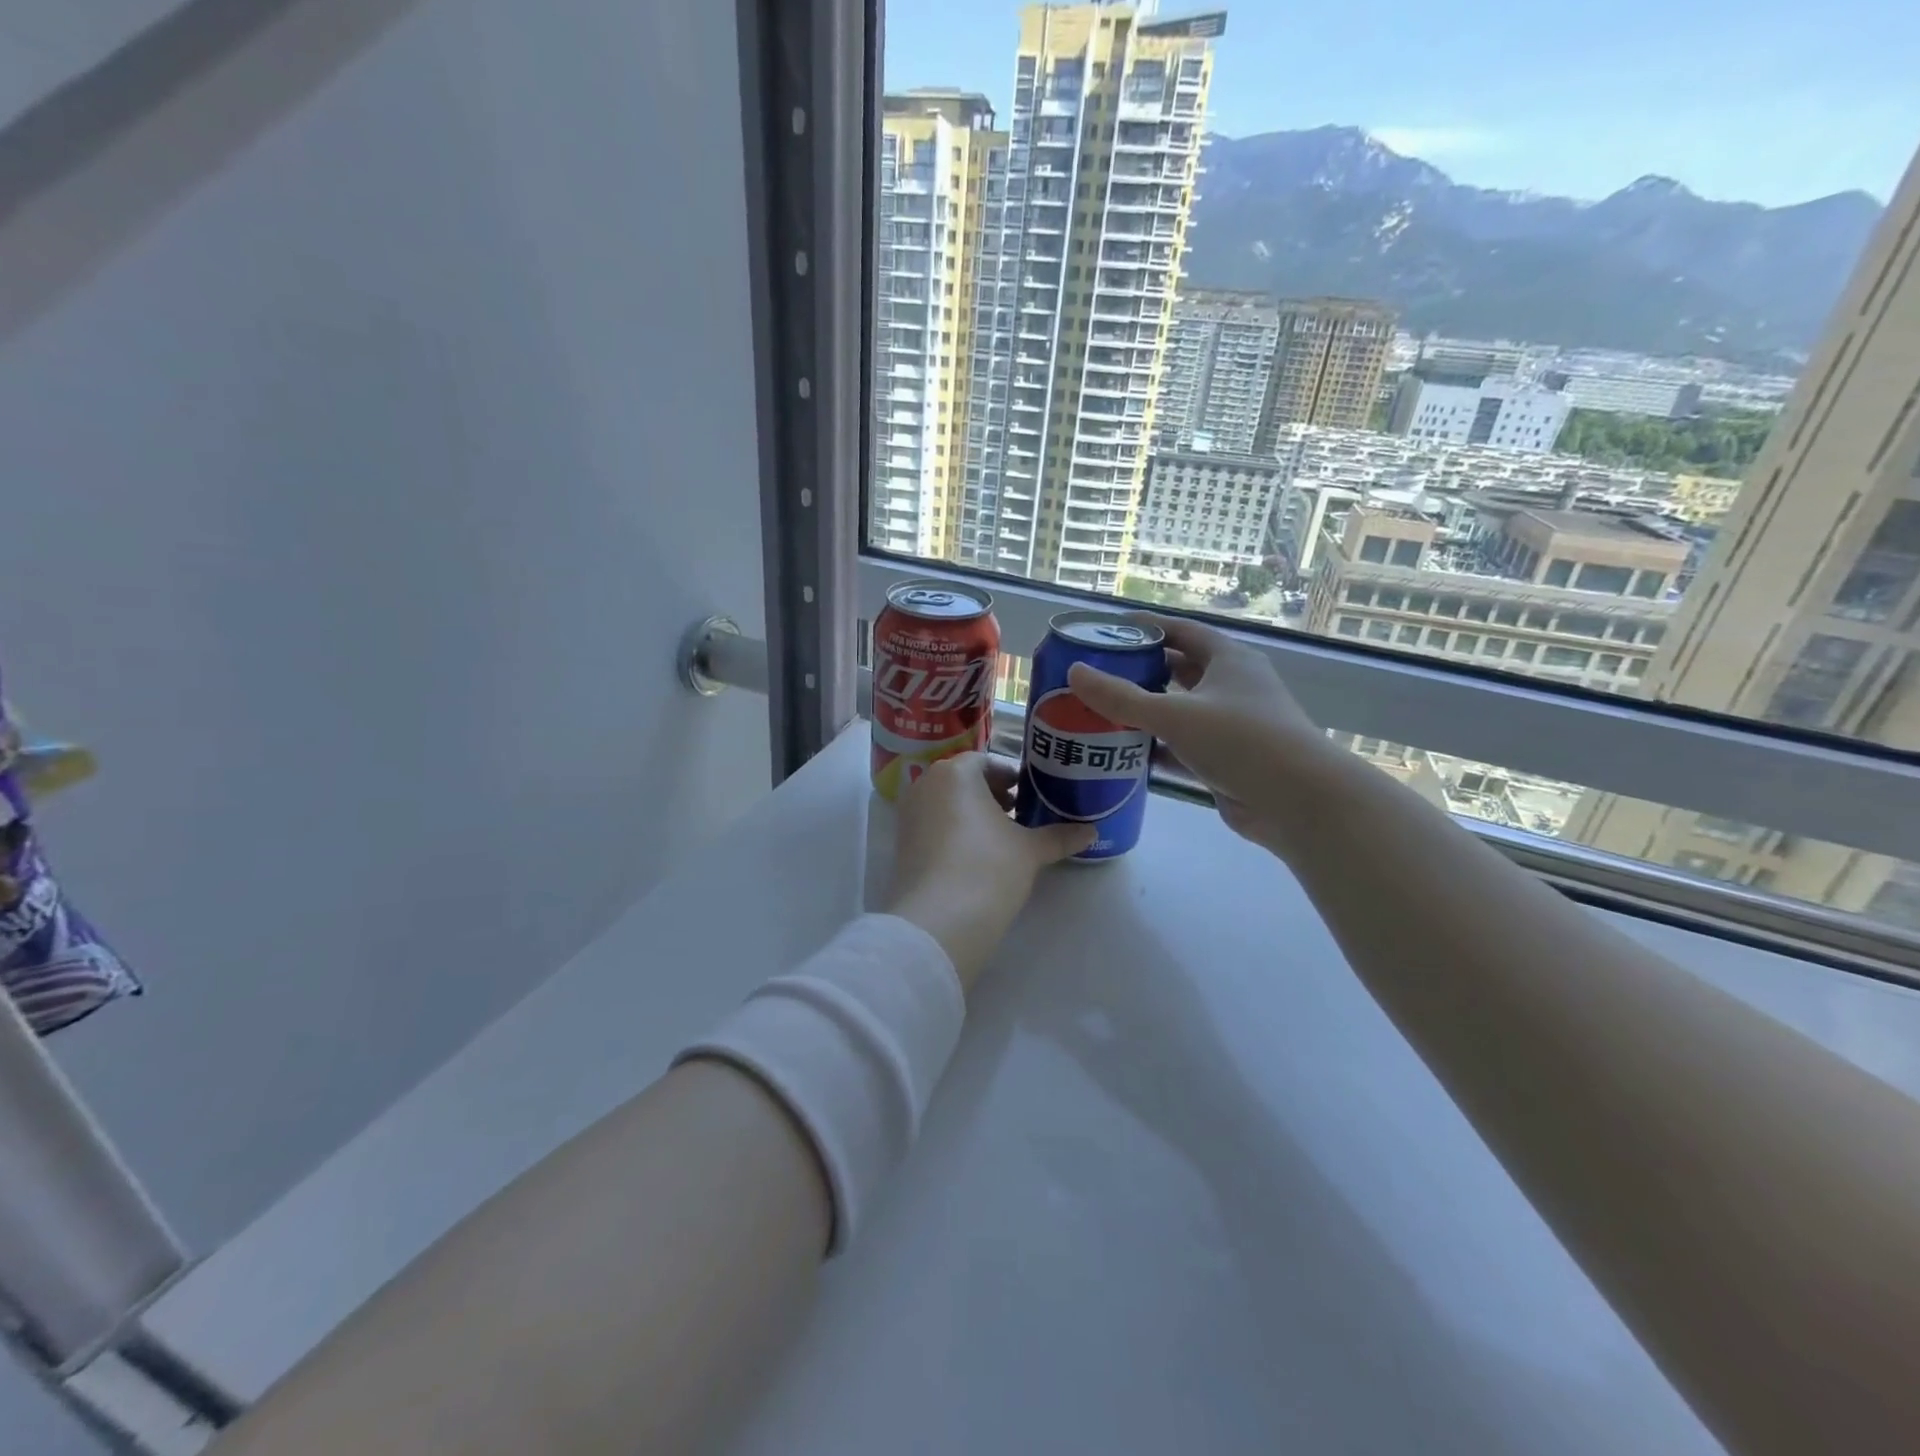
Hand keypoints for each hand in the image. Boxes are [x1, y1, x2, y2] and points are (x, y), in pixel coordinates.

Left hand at [883, 752, 1093, 991]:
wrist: (938, 921)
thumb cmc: (988, 868)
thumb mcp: (1030, 850)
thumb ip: (1059, 836)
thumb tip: (1092, 831)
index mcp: (955, 773)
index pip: (986, 761)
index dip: (1011, 776)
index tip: (1030, 793)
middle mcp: (925, 785)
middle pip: (964, 780)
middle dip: (992, 794)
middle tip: (1020, 813)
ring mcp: (909, 814)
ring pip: (947, 803)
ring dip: (973, 813)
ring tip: (1003, 836)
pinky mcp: (902, 844)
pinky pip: (933, 825)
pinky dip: (954, 831)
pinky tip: (977, 855)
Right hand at [1067, 615, 1325, 847]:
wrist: (1298, 801)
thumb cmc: (1240, 741)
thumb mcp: (1175, 714)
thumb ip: (1121, 697)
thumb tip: (1074, 672)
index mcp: (1229, 660)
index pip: (1184, 632)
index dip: (1149, 627)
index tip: (1112, 629)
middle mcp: (1232, 686)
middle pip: (1180, 670)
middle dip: (1142, 671)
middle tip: (1099, 674)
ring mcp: (1232, 724)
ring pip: (1181, 710)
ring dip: (1147, 711)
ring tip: (1102, 711)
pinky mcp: (1227, 759)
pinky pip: (1183, 745)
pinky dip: (1157, 746)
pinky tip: (1124, 753)